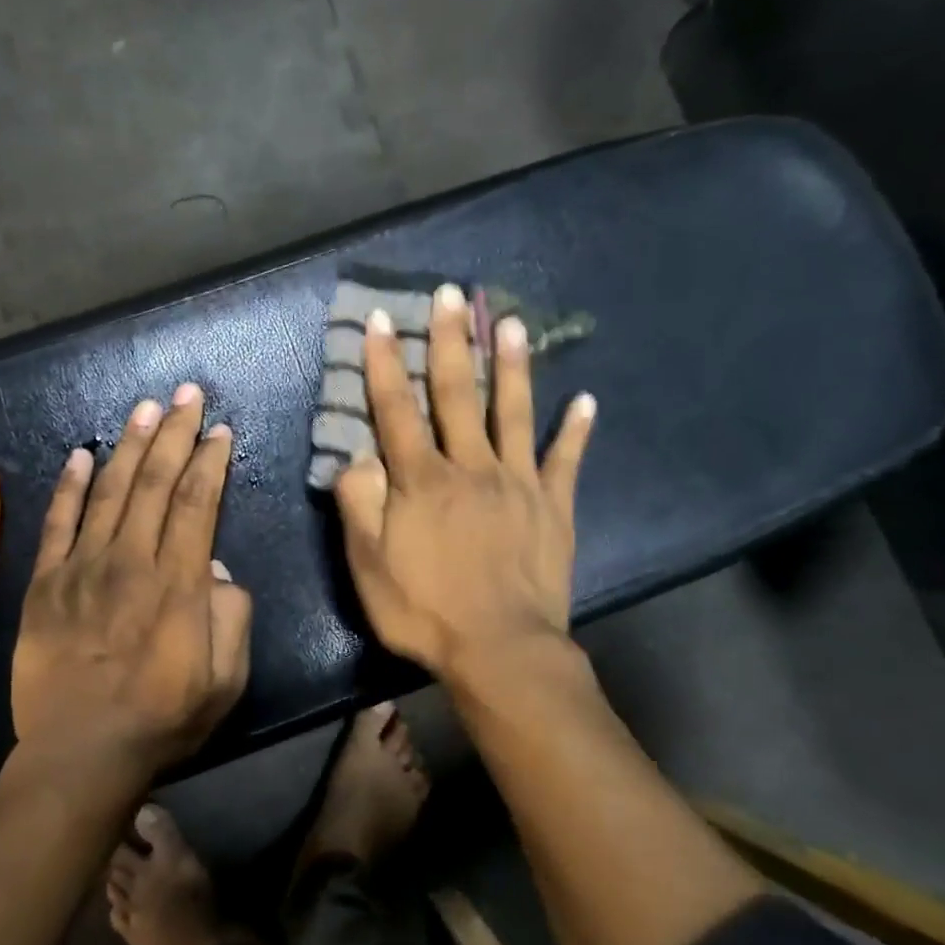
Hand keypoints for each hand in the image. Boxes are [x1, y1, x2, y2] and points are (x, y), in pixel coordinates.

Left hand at [12, 384, 252, 776]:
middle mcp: (131, 560)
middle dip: (175, 433)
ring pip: (111, 490)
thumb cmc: (162, 719)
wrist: (80, 753)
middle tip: (186, 394)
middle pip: (156, 482)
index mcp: (179, 583)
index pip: (198, 503)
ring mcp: (83, 568)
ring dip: (130, 445)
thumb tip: (217, 569)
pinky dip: (70, 485)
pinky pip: (58, 523)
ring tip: (145, 407)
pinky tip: (82, 454)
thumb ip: (233, 618)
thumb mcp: (226, 680)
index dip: (209, 462)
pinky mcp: (46, 583)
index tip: (218, 431)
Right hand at [335, 284, 594, 685]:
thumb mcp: (367, 565)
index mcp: (422, 480)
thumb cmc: (424, 610)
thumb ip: (359, 504)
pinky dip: (577, 431)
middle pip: (457, 394)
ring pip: (513, 412)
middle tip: (451, 294)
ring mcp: (519, 483)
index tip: (380, 320)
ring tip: (511, 323)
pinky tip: (587, 402)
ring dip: (511, 366)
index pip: (396, 410)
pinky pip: (566, 461)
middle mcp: (471, 467)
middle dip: (450, 341)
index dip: (384, 364)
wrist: (500, 650)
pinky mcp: (555, 507)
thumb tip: (357, 457)